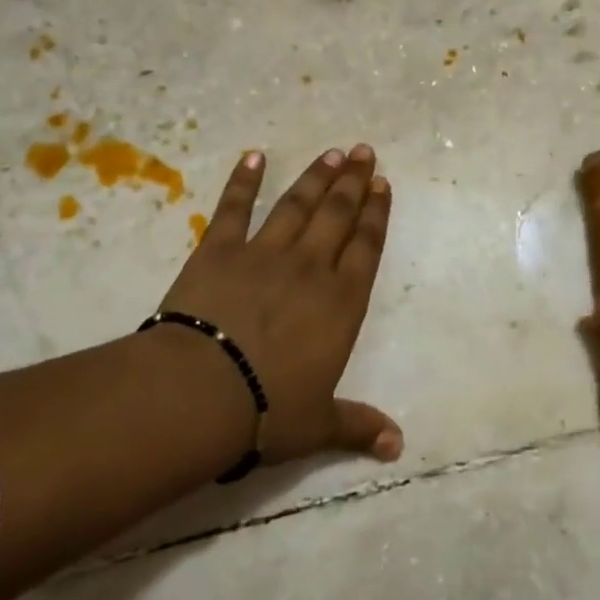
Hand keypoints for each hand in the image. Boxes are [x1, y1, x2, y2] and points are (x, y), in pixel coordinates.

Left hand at [158, 145, 402, 466]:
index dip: (376, 214)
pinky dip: (243, 181)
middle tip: (365, 151)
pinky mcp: (219, 250)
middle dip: (354, 182)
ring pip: (297, 204)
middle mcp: (310, 268)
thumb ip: (358, 427)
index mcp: (341, 303)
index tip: (383, 184)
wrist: (200, 391)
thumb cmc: (268, 410)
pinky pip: (234, 208)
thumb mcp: (318, 424)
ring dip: (316, 177)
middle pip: (338, 215)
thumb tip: (398, 447)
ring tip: (332, 153)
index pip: (367, 247)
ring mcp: (265, 253)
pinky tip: (253, 157)